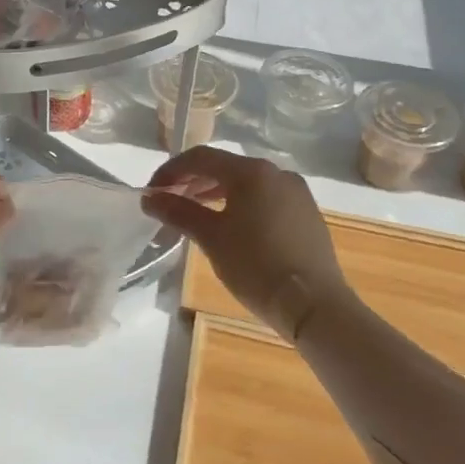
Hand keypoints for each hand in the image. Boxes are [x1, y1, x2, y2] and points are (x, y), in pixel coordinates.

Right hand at [142, 147, 350, 340]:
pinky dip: (240, 204)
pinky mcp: (306, 214)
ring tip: (194, 214)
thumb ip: (178, 211)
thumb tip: (150, 198)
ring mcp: (295, 192)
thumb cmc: (256, 266)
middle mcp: (276, 172)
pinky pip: (264, 198)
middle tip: (169, 203)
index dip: (171, 170)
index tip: (152, 192)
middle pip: (224, 167)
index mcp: (251, 171)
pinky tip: (229, 226)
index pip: (200, 157)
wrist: (314, 305)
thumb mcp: (211, 238)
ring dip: (215, 193)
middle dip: (192, 182)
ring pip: (245, 183)